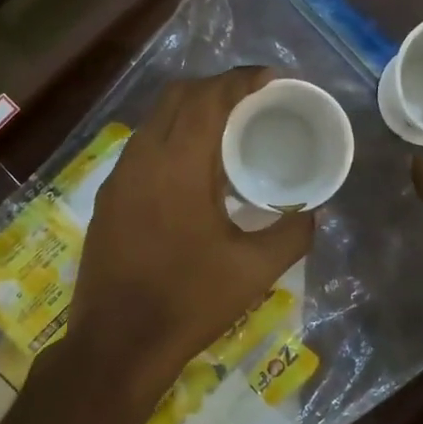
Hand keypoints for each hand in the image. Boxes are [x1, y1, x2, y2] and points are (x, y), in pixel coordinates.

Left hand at [67, 67, 315, 402]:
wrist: (118, 344)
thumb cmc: (190, 303)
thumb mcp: (255, 271)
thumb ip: (293, 232)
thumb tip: (314, 210)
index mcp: (179, 165)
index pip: (210, 98)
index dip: (243, 80)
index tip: (273, 79)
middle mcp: (143, 158)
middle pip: (178, 96)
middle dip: (217, 88)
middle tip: (253, 102)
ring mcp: (119, 178)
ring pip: (155, 121)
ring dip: (190, 112)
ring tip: (226, 132)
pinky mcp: (108, 199)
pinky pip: (142, 148)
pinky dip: (170, 140)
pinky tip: (192, 171)